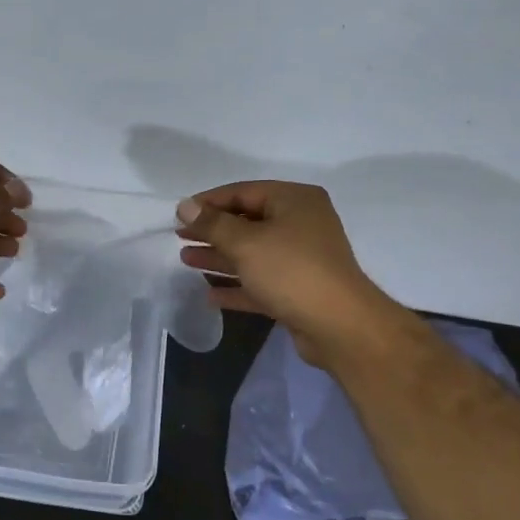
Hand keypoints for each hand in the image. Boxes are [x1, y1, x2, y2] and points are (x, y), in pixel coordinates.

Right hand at [176, 181, 401, 368]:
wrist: (339, 326)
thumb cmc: (291, 271)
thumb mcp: (246, 243)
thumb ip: (212, 224)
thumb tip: (185, 205)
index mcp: (295, 201)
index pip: (244, 192)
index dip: (209, 202)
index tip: (179, 214)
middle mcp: (301, 224)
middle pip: (247, 222)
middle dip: (212, 231)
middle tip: (179, 237)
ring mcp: (301, 259)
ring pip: (252, 253)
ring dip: (219, 257)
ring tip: (186, 260)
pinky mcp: (298, 291)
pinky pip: (260, 283)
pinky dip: (237, 286)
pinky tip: (210, 295)